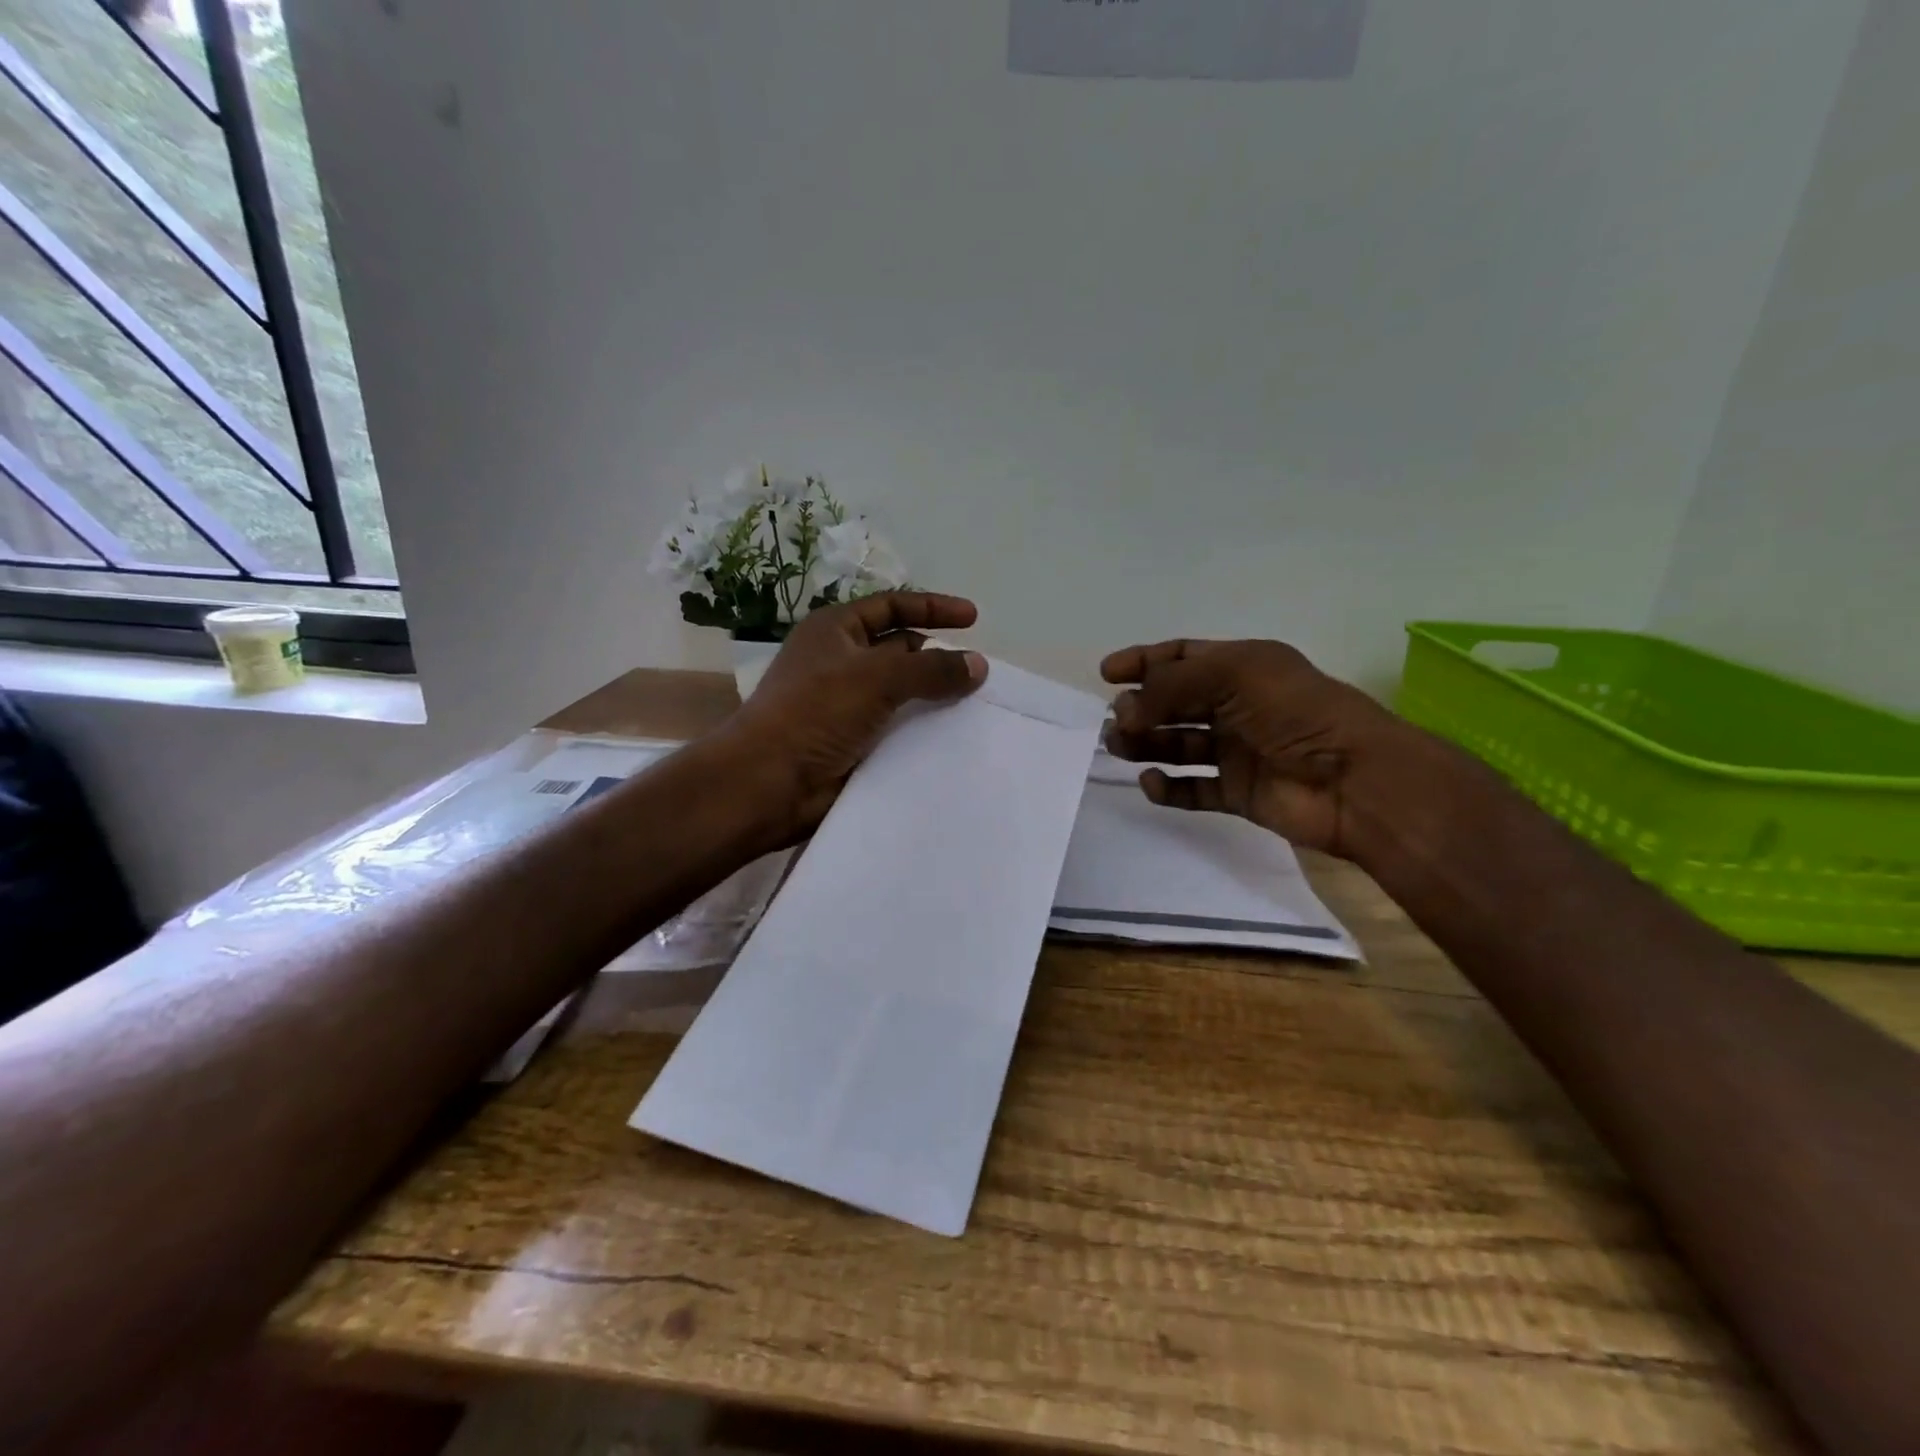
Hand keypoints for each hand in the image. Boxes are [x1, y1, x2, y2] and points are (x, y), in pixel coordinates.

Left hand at [724, 592, 986, 845]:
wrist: (769, 783)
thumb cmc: (815, 713)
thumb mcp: (877, 677)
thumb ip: (932, 668)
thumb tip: (978, 664)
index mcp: (835, 630)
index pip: (891, 606)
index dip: (933, 608)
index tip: (974, 618)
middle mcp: (840, 662)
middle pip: (899, 649)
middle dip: (936, 656)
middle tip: (978, 672)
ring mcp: (845, 704)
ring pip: (901, 692)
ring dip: (933, 696)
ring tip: (976, 705)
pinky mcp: (852, 742)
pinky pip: (896, 727)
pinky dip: (922, 729)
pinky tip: (952, 737)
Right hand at [1100, 638, 1415, 859]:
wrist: (1354, 780)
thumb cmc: (1296, 713)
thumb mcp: (1232, 675)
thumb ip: (1172, 685)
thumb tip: (1125, 707)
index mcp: (1243, 668)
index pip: (1183, 657)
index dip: (1144, 662)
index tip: (1107, 674)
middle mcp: (1238, 706)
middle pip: (1175, 703)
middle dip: (1141, 707)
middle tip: (1117, 720)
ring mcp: (1237, 751)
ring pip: (1178, 745)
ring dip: (1146, 744)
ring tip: (1120, 747)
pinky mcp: (1239, 792)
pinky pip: (1193, 789)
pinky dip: (1168, 787)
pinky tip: (1151, 782)